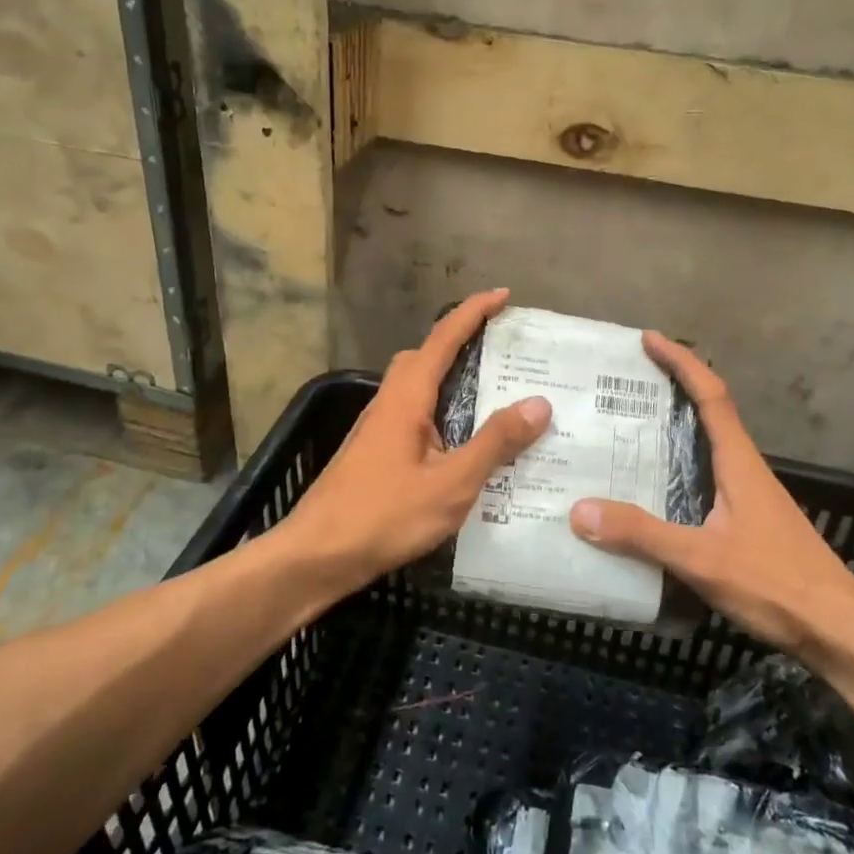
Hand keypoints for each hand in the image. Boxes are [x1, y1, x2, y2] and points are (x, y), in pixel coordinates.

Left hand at [284, 288, 551, 591]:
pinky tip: (464, 444)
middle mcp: (390, 402)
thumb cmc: (383, 516)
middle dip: (462, 342)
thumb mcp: (452, 483)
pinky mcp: (375, 453)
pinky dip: (442, 411)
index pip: (443, 338)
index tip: (504, 296)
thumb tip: (538, 403)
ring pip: (418, 387)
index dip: (473, 312)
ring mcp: (378, 428)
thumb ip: (495, 443)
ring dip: (451, 378)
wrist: (315, 557)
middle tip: (503, 351)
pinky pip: (415, 414)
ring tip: (494, 395)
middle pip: (426, 356)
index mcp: (407, 397)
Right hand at [569, 333, 853, 662]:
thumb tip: (579, 510)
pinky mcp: (749, 523)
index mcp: (739, 462)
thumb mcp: (702, 559)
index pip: (711, 396)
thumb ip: (643, 535)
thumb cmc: (778, 584)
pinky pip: (706, 478)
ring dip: (674, 430)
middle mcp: (745, 470)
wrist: (841, 632)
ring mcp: (750, 497)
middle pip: (709, 413)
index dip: (682, 362)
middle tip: (624, 384)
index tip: (650, 339)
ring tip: (625, 431)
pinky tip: (653, 493)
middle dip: (671, 389)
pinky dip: (678, 469)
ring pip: (707, 448)